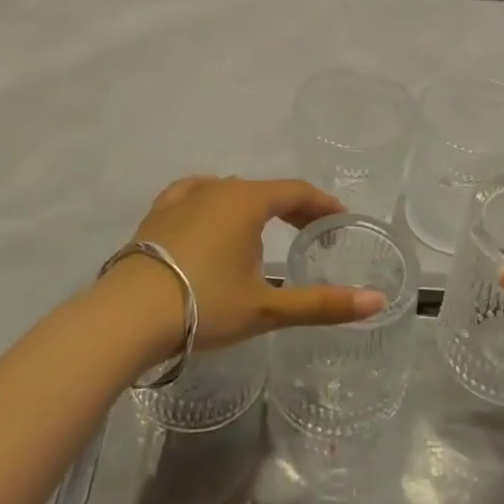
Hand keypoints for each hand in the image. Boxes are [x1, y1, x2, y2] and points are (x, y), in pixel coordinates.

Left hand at [107, 176, 386, 353]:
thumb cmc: (204, 306)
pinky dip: (213, 202)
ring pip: (229, 191)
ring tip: (264, 228)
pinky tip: (209, 213)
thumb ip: (322, 304)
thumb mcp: (267, 308)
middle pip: (265, 189)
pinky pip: (194, 195)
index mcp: (247, 201)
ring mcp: (183, 197)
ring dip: (254, 205)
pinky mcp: (157, 213)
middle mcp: (217, 187)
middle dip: (292, 207)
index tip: (339, 219)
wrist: (127, 316)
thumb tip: (377, 302)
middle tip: (311, 230)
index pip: (296, 191)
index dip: (322, 203)